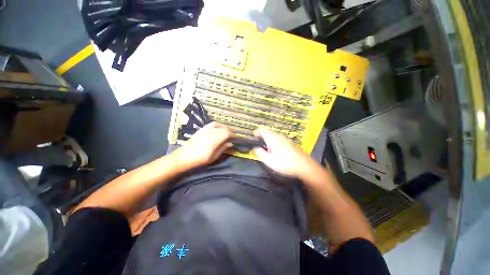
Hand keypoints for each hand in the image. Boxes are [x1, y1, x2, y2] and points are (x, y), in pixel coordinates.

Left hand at [173, 122, 232, 167]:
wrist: (183, 157)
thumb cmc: (200, 159)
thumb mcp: (213, 157)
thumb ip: (223, 148)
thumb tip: (230, 143)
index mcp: (214, 140)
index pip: (227, 133)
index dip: (233, 135)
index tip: (235, 138)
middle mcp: (211, 132)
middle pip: (223, 128)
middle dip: (229, 131)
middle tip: (231, 137)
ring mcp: (205, 129)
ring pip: (218, 124)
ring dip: (223, 127)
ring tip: (225, 132)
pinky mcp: (201, 129)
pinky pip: (211, 124)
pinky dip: (217, 125)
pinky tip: (217, 130)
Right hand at [252, 128, 313, 178]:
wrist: (304, 166)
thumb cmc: (284, 163)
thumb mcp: (268, 160)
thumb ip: (259, 153)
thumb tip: (254, 148)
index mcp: (272, 138)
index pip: (261, 130)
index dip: (256, 133)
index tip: (254, 141)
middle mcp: (278, 136)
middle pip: (267, 132)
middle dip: (262, 138)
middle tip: (260, 148)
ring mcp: (285, 138)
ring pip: (273, 136)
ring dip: (268, 141)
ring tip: (268, 151)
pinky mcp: (289, 142)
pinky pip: (279, 139)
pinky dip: (274, 143)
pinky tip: (277, 152)